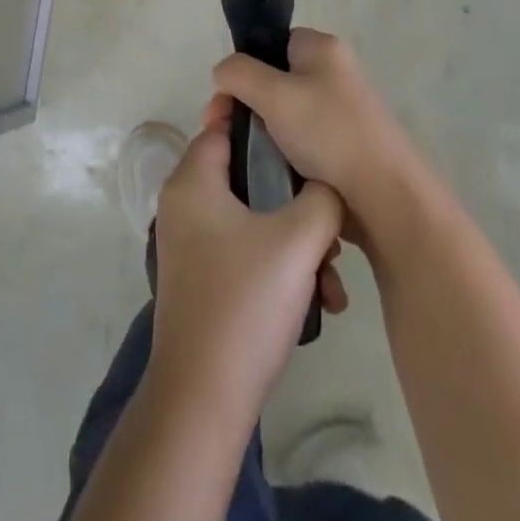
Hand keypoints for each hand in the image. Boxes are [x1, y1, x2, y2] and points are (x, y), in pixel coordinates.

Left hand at [147, 122, 345, 426]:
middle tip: (330, 217)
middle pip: (247, 175)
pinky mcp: (204, 278)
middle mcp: (186, 205)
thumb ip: (322, 197)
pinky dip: (281, 265)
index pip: (224, 125)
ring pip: (255, 218)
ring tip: (333, 274)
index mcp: (193, 181)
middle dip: (295, 196)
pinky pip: (247, 250)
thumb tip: (327, 184)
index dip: (264, 122)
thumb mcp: (298, 239)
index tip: (303, 129)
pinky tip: (320, 301)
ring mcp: (193, 244)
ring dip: (298, 240)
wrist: (205, 398)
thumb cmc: (246, 301)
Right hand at [208, 29, 425, 231]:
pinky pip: (298, 141)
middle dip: (244, 105)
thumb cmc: (328, 134)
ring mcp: (338, 111)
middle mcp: (333, 73)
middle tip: (223, 133)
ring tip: (243, 158)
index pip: (271, 43)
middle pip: (272, 79)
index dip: (244, 67)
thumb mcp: (274, 94)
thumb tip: (223, 72)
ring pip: (282, 115)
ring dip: (260, 134)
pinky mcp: (341, 146)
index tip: (226, 101)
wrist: (384, 197)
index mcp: (322, 49)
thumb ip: (239, 73)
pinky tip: (267, 172)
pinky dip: (280, 154)